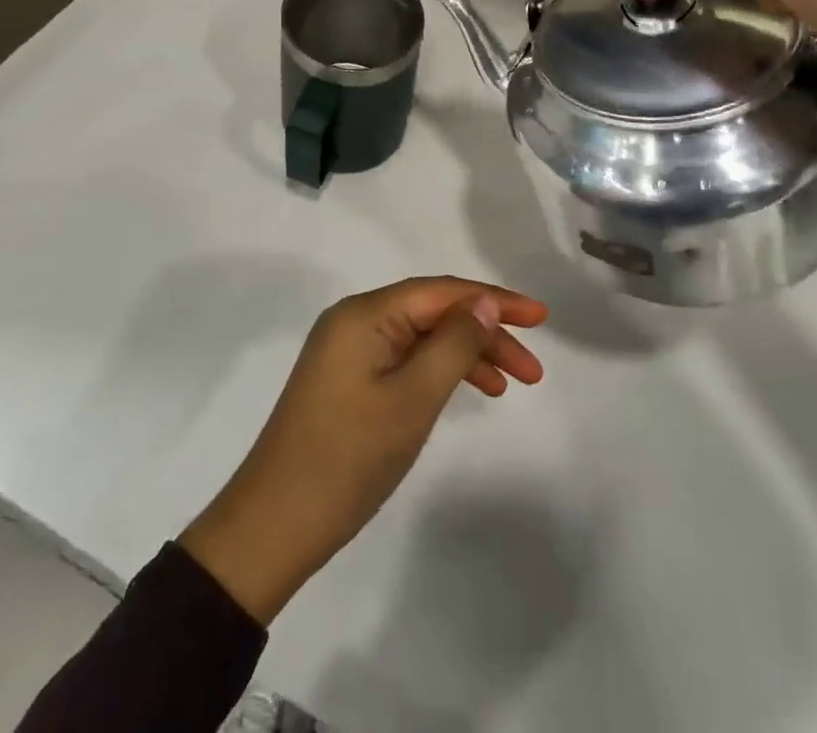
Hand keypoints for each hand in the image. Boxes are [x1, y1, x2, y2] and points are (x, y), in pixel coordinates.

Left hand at [179, 277, 546, 623]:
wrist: (274, 525)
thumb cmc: (348, 458)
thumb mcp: (413, 399)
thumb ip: (454, 344)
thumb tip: (484, 303)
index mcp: (365, 313)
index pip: (441, 291)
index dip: (494, 300)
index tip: (541, 316)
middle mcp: (354, 320)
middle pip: (432, 311)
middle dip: (484, 332)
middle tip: (532, 369)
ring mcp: (348, 350)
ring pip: (420, 337)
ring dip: (465, 354)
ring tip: (510, 384)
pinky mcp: (346, 379)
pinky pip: (403, 359)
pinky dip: (437, 372)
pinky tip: (466, 392)